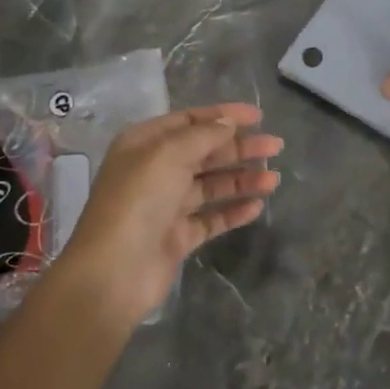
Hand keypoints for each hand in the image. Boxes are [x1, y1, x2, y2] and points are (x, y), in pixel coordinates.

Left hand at [54, 104, 281, 324]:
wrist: (113, 273)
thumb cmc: (138, 201)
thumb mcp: (169, 154)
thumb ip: (203, 135)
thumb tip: (228, 123)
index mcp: (144, 143)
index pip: (189, 121)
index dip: (224, 116)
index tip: (259, 116)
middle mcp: (154, 171)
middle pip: (204, 152)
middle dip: (240, 148)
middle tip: (275, 147)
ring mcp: (166, 206)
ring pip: (211, 186)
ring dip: (241, 180)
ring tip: (274, 180)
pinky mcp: (177, 237)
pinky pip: (211, 218)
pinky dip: (233, 211)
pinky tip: (257, 207)